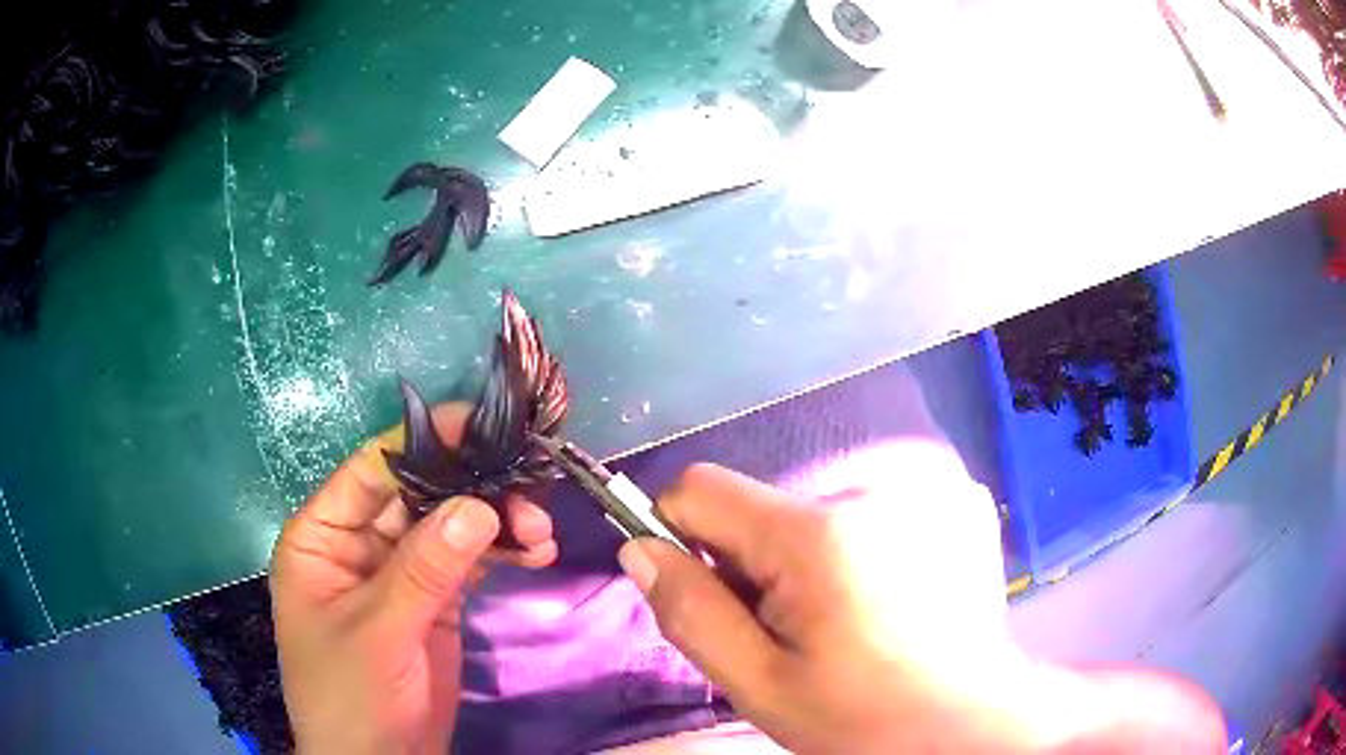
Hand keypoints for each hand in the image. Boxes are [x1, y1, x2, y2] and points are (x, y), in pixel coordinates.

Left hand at [270, 403, 556, 754]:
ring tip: (540, 530)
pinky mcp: (434, 600)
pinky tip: (535, 552)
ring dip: (496, 520)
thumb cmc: (350, 696)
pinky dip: (502, 552)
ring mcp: (400, 572)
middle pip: (418, 493)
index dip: (424, 443)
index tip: (481, 425)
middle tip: (529, 487)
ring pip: (450, 525)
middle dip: (473, 488)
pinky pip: (469, 561)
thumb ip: (423, 569)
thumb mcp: (379, 632)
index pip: (373, 470)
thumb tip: (478, 506)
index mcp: (323, 535)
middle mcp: (360, 543)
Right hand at [618, 443, 1225, 753]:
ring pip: (816, 507)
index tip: (714, 590)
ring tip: (849, 616)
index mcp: (818, 536)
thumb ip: (691, 612)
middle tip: (795, 626)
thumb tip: (639, 548)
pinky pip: (874, 506)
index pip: (702, 488)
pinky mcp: (957, 497)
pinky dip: (866, 545)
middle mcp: (873, 487)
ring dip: (811, 556)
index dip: (684, 535)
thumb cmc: (862, 718)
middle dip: (756, 561)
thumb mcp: (760, 684)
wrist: (972, 720)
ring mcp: (925, 486)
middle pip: (764, 504)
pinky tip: (893, 594)